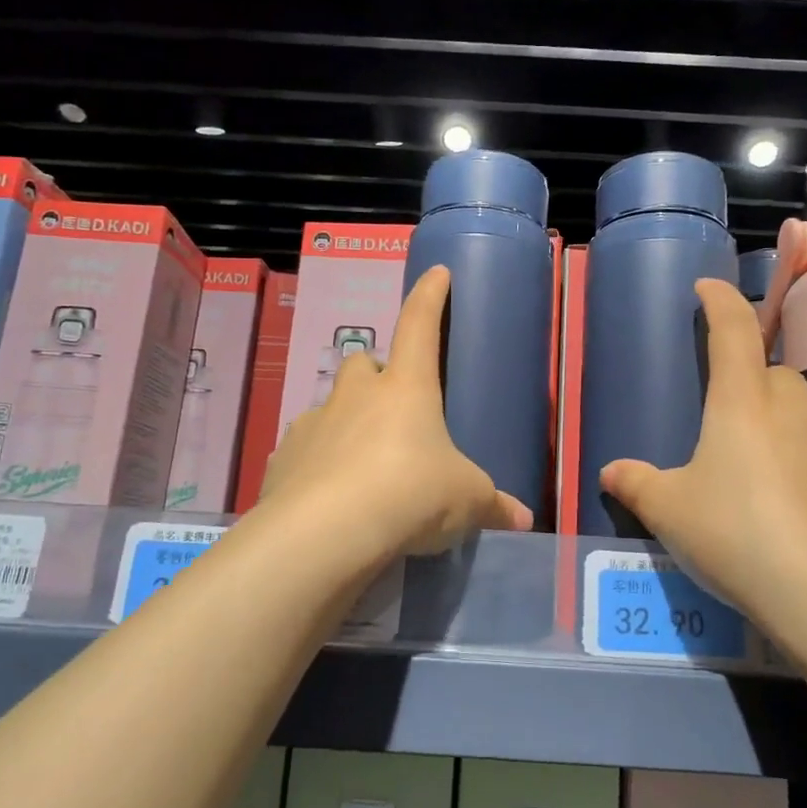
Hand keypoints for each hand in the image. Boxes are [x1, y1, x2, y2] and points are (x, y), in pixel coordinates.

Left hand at [260, 264, 534, 559]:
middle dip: (376, 373)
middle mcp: (356, 395)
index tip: (437, 274)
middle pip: (363, 363)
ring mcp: (314, 423)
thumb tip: (523, 519)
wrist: (327, 533)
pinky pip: (305, 449)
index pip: (420, 325)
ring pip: (331, 406)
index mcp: (406, 388)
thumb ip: (493, 505)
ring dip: (347, 421)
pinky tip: (331, 494)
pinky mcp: (283, 458)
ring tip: (364, 461)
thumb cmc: (412, 495)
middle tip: (393, 404)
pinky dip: (319, 462)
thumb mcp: (465, 500)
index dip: (430, 297)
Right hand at [598, 279, 806, 624]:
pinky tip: (796, 504)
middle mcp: (793, 407)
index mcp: (742, 401)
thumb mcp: (669, 512)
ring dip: (779, 424)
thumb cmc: (735, 534)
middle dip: (748, 382)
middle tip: (724, 422)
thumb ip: (637, 485)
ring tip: (758, 472)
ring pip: (801, 413)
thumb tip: (611, 472)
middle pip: (770, 374)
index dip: (720, 302)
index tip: (708, 287)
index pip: (733, 330)